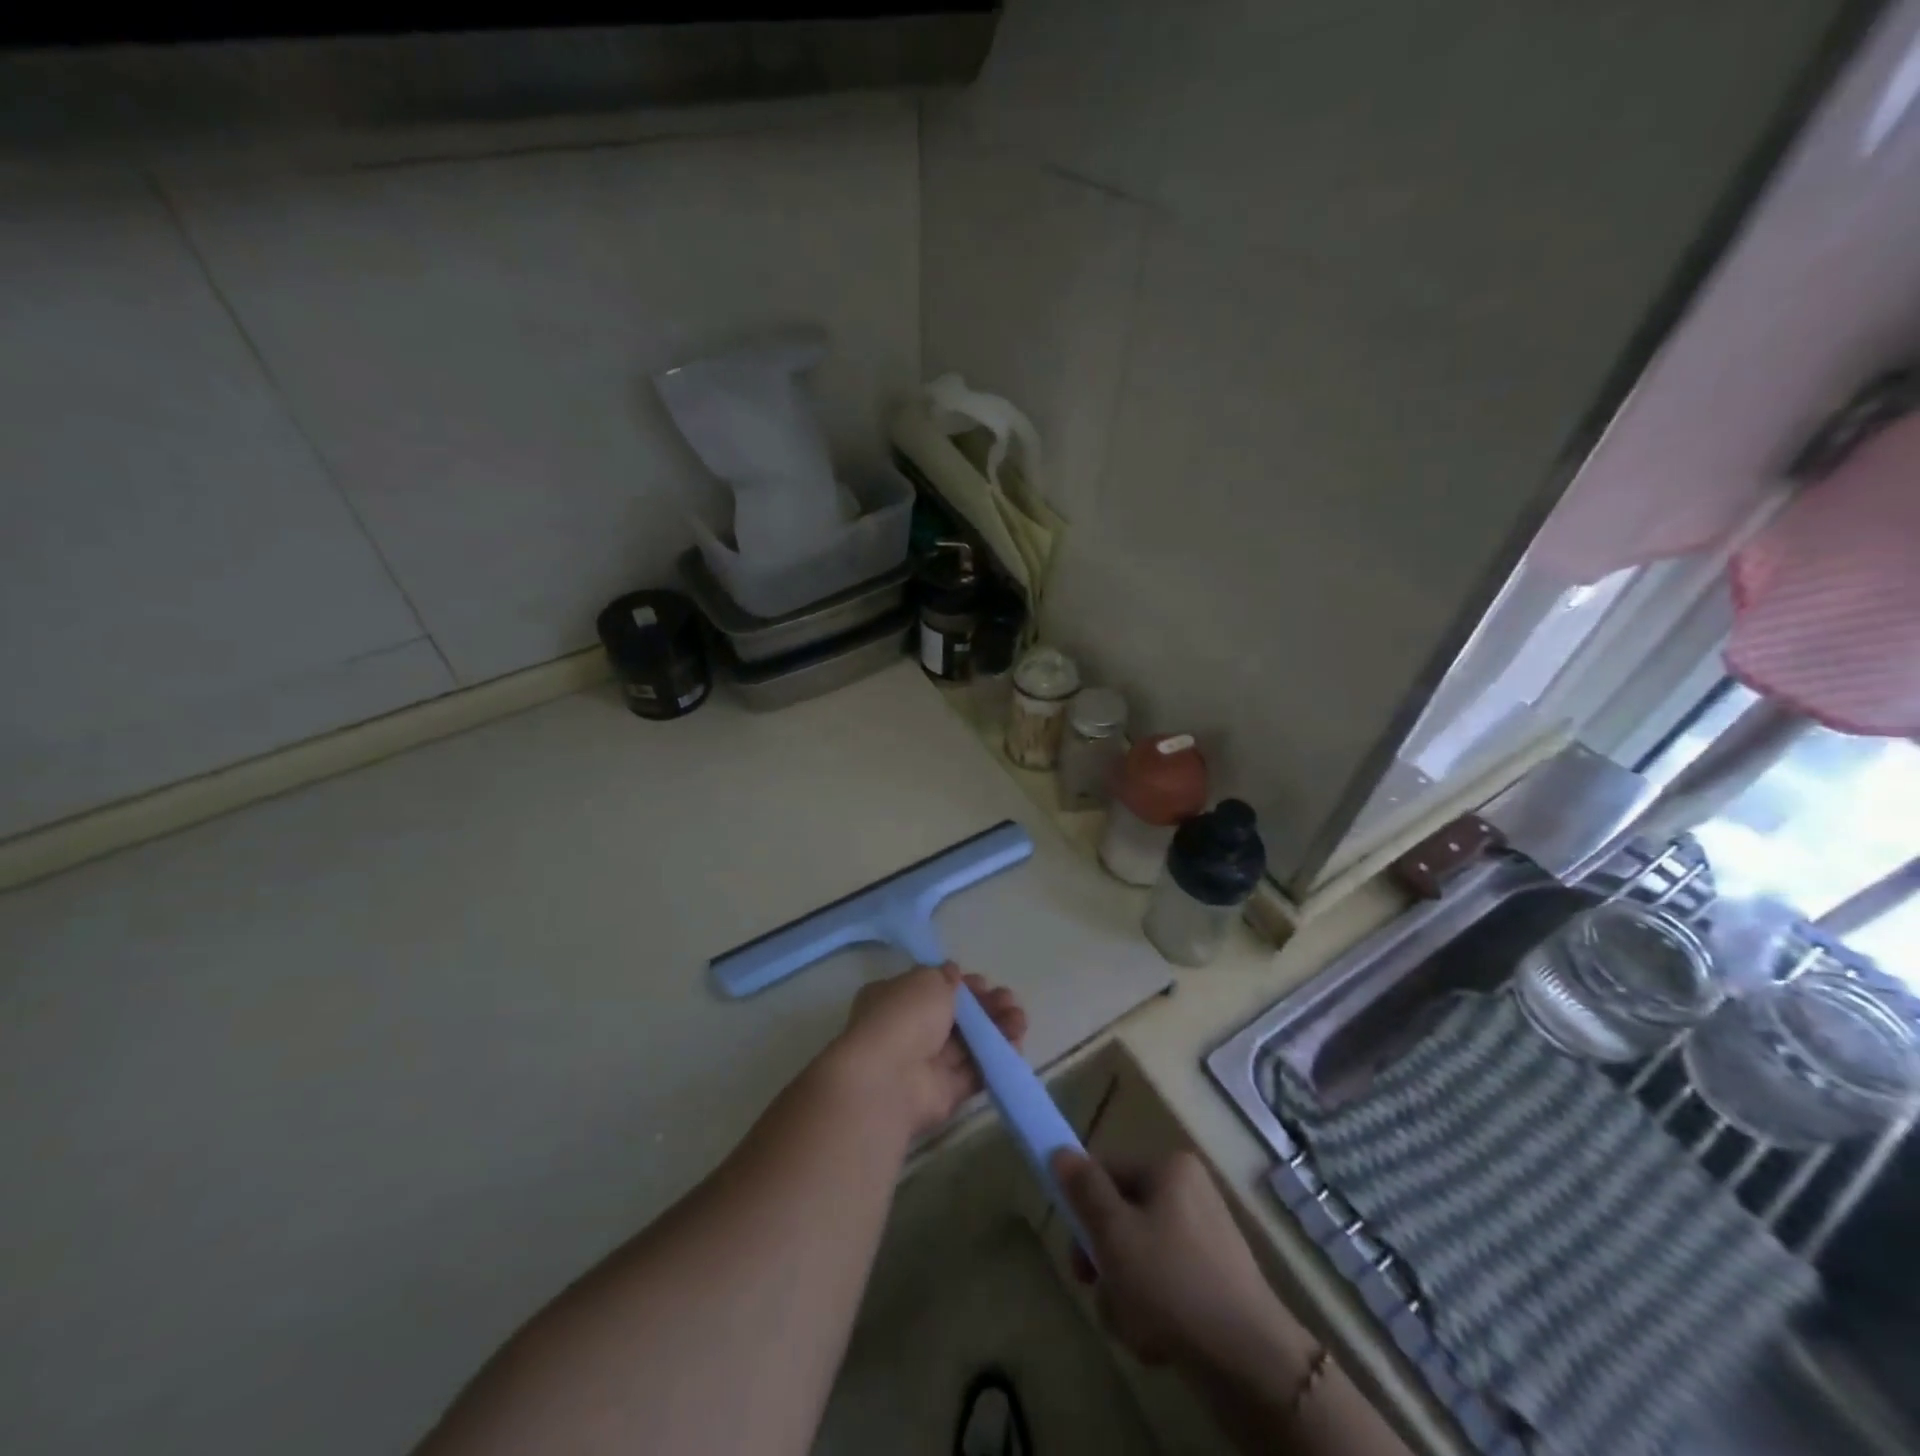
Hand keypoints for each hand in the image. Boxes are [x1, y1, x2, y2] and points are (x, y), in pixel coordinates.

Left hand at [826, 964, 1026, 1139]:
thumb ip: (944, 977)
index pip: (932, 988)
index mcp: (894, 998)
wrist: (889, 1081)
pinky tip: (1017, 1044)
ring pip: (968, 1043)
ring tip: (1020, 1020)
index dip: (961, 984)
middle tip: (1009, 1000)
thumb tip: (954, 974)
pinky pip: (975, 1071)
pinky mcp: (944, 1093)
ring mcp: (926, 1064)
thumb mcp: (926, 980)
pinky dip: (996, 1058)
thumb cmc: (903, 1017)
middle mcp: (907, 1030)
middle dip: (985, 1006)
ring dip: (996, 1029)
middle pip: (955, 1016)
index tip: (984, 982)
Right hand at [1052, 1148, 1298, 1374]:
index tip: (1076, 1250)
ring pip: (1139, 1257)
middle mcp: (1190, 1192)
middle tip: (1098, 1289)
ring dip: (1125, 1293)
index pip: (1107, 1172)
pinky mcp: (1215, 1282)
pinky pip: (1165, 1285)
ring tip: (1135, 1326)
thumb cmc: (1172, 1284)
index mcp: (1170, 1169)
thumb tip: (1060, 1151)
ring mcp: (1206, 1238)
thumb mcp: (1114, 1233)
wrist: (1251, 1363)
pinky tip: (1157, 1342)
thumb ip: (1084, 1191)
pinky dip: (1153, 1312)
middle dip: (1107, 1261)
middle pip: (1122, 1218)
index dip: (1084, 1208)